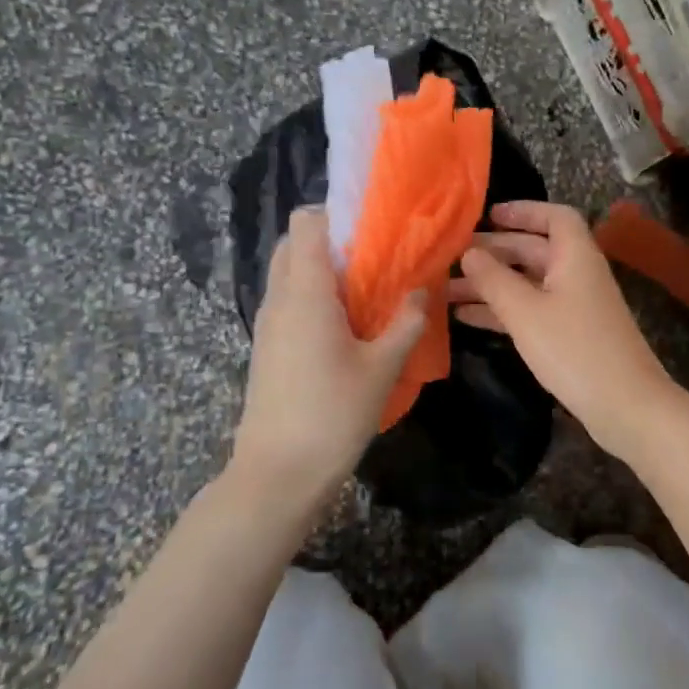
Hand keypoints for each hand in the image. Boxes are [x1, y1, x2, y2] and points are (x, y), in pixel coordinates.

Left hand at [232, 208, 425, 508]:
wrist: (278, 473)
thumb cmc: (333, 414)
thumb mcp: (382, 367)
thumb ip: (406, 323)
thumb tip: (422, 291)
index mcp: (305, 292)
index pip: (306, 222)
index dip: (336, 214)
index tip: (372, 228)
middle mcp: (279, 299)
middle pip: (295, 243)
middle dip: (331, 241)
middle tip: (372, 261)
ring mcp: (267, 324)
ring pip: (288, 274)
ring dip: (321, 271)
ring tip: (365, 293)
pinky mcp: (266, 347)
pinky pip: (287, 301)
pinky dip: (311, 297)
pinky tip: (345, 326)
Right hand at [450, 201, 676, 461]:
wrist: (624, 405)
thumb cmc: (574, 348)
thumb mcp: (525, 311)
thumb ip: (493, 279)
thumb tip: (469, 253)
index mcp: (575, 256)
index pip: (555, 217)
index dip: (523, 211)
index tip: (488, 216)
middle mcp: (577, 274)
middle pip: (535, 250)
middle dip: (495, 251)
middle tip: (452, 256)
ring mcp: (575, 306)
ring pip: (528, 283)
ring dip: (491, 284)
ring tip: (447, 289)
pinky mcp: (570, 335)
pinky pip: (531, 310)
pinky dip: (502, 310)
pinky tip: (465, 317)